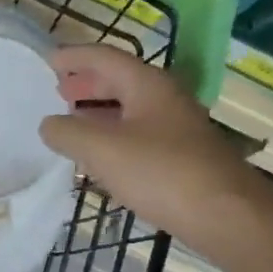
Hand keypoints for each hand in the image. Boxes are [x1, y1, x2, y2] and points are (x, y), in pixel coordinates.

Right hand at [39, 45, 268, 246]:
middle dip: (87, 84)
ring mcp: (175, 129)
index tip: (48, 61)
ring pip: (129, 111)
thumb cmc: (161, 172)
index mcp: (147, 85)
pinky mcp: (180, 158)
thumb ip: (68, 133)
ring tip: (71, 123)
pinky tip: (100, 158)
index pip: (105, 57)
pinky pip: (138, 137)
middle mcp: (164, 99)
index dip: (75, 57)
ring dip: (99, 112)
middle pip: (120, 81)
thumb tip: (48, 124)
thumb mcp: (102, 149)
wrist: (224, 214)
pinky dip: (112, 138)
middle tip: (58, 91)